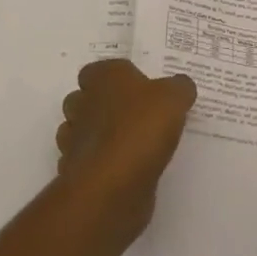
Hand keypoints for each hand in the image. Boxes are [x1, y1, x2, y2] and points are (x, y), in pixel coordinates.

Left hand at [56, 59, 197, 233]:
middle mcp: (82, 104)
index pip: (97, 70)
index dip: (114, 78)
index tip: (136, 88)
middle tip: (134, 115)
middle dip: (101, 105)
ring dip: (97, 135)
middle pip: (84, 99)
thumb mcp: (174, 98)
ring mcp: (74, 140)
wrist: (113, 185)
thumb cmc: (141, 128)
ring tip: (129, 145)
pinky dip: (99, 164)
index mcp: (103, 78)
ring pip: (80, 131)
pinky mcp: (75, 173)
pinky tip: (121, 170)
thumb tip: (182, 86)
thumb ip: (179, 88)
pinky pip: (85, 163)